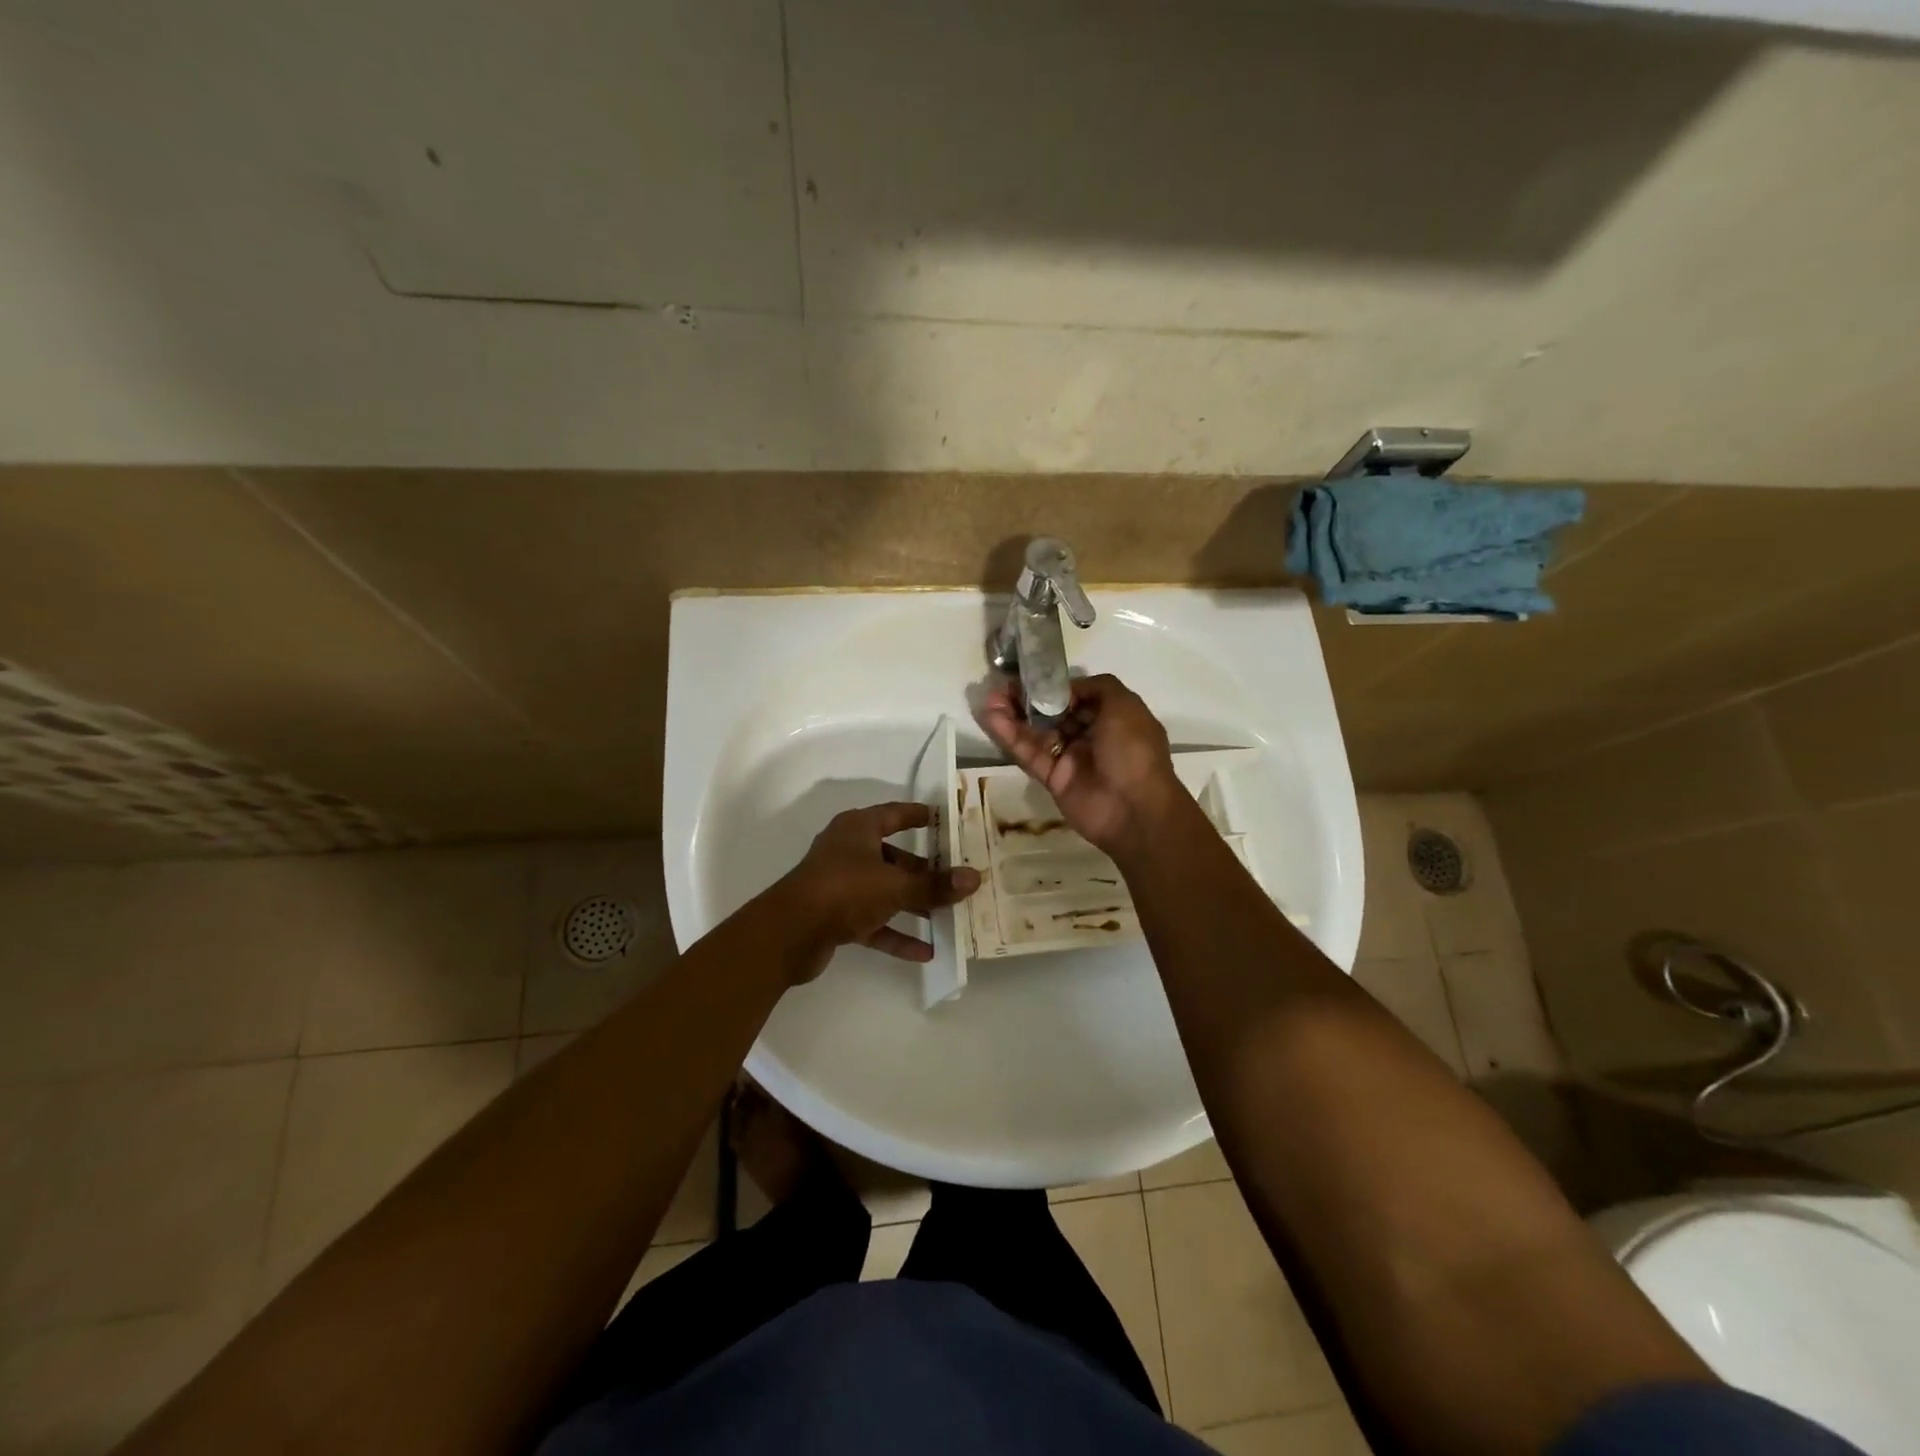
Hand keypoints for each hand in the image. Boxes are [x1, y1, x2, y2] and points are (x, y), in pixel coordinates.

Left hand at [772, 802, 980, 981]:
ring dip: (913, 904)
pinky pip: (873, 922)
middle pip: (893, 857)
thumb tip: (974, 877)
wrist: (788, 934)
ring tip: (948, 917)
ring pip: (884, 891)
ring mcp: (840, 885)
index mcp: (857, 829)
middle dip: (924, 871)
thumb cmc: (843, 891)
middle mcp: (848, 851)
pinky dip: (896, 934)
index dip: (918, 815)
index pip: (894, 814)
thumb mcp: (895, 886)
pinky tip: (926, 952)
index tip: (944, 819)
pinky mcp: (835, 916)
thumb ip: (935, 885)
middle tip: (956, 879)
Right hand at [980, 673, 1184, 858]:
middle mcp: (1090, 736)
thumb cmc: (1133, 751)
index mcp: (1111, 718)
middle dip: (1028, 699)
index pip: (1078, 697)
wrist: (1134, 810)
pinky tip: (991, 718)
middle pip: (1053, 713)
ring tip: (989, 699)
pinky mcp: (1052, 778)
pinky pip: (1029, 754)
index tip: (1031, 677)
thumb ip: (1098, 687)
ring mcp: (1070, 758)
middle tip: (1001, 687)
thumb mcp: (1125, 706)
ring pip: (1037, 732)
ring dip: (1013, 715)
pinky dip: (1009, 737)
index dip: (1055, 687)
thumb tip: (1068, 688)